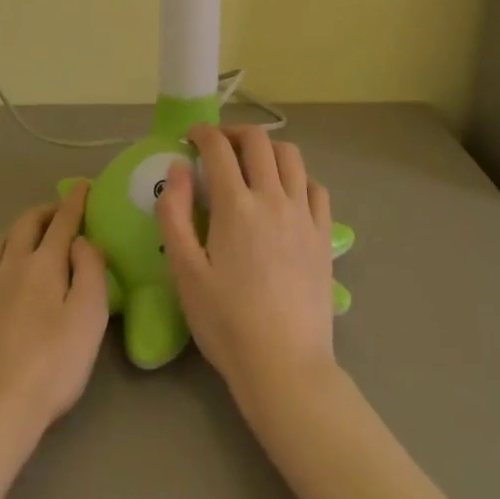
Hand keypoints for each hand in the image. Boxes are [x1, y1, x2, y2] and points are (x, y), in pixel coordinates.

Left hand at [0, 182, 110, 440]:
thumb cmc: (50, 367)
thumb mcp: (89, 318)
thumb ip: (91, 271)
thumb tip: (81, 241)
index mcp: (44, 264)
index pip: (63, 221)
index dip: (75, 201)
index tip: (83, 186)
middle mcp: (9, 266)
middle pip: (26, 225)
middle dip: (44, 212)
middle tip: (58, 213)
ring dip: (16, 232)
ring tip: (27, 236)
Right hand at [156, 126, 337, 409]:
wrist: (284, 365)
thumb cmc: (226, 322)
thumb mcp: (184, 272)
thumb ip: (174, 214)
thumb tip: (178, 168)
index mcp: (236, 206)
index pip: (219, 148)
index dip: (202, 134)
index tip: (190, 137)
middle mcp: (274, 198)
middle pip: (259, 141)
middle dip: (234, 133)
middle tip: (217, 146)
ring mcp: (304, 215)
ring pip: (291, 156)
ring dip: (268, 149)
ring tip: (252, 164)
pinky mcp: (325, 235)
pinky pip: (315, 187)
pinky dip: (298, 177)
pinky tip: (286, 194)